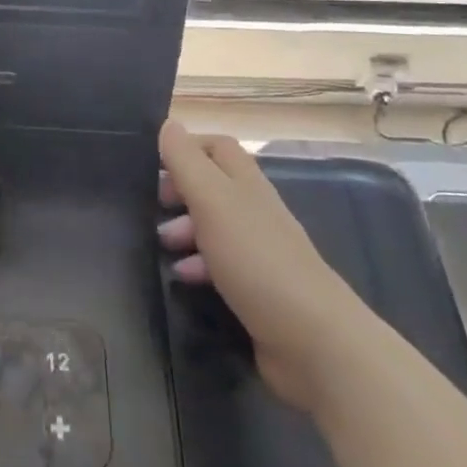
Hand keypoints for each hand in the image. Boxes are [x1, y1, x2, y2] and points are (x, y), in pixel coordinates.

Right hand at [156, 121, 377, 410]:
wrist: (314, 342)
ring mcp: (259, 252)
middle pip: (213, 186)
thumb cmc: (257, 260)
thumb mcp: (213, 201)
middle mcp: (254, 211)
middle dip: (179, 192)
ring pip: (214, 227)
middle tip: (152, 206)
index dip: (185, 148)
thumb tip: (168, 124)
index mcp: (246, 184)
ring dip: (184, 230)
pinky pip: (220, 266)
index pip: (217, 146)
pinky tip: (183, 279)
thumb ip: (187, 162)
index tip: (152, 164)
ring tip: (161, 245)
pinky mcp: (258, 290)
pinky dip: (198, 266)